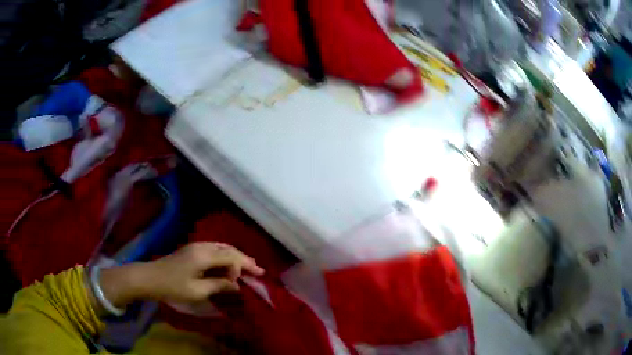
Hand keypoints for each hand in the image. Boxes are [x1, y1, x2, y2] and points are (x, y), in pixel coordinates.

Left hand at [142, 242, 264, 301]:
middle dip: (244, 259)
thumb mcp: (197, 291)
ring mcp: (196, 247)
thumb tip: (237, 285)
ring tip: (247, 266)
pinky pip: (214, 250)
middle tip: (258, 269)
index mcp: (204, 256)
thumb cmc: (173, 286)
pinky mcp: (192, 250)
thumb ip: (219, 285)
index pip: (231, 257)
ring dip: (235, 257)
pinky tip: (228, 264)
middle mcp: (202, 247)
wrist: (150, 277)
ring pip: (222, 248)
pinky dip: (225, 256)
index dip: (244, 267)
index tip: (256, 277)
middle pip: (228, 250)